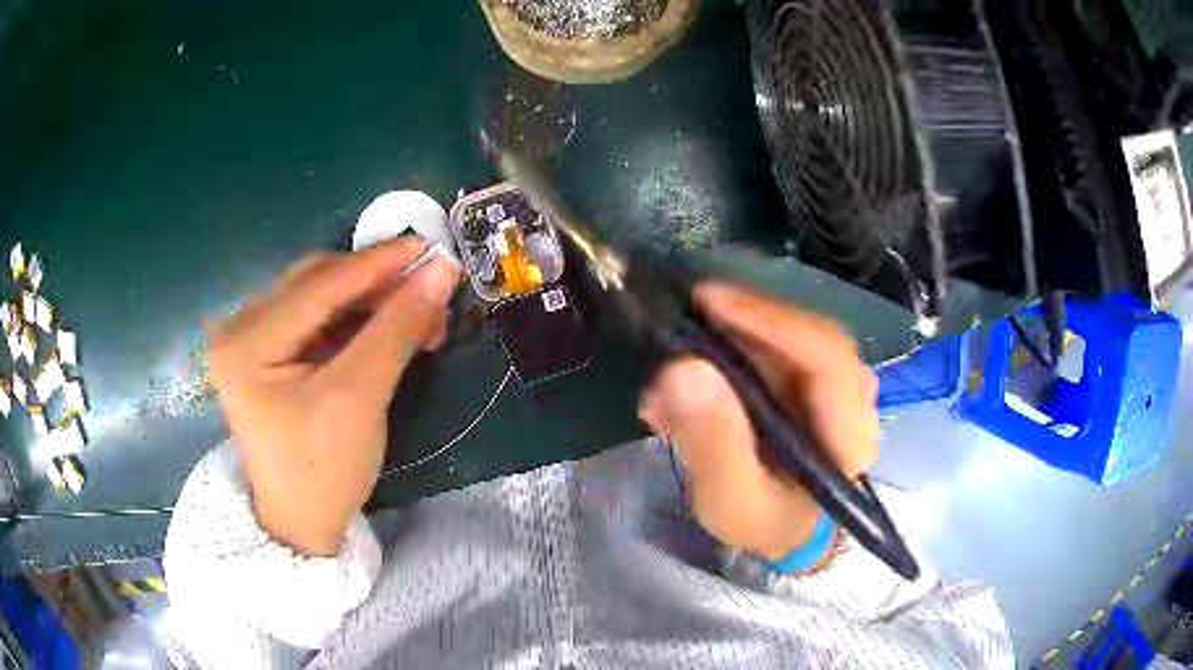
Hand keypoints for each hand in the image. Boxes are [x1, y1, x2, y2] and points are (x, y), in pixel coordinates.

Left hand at [207, 238, 459, 556]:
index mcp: (247, 341)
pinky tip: (391, 328)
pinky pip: (319, 321)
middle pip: (318, 283)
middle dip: (377, 284)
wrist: (302, 524)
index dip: (378, 262)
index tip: (431, 245)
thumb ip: (397, 329)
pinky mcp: (271, 353)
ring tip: (421, 316)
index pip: (319, 285)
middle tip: (431, 291)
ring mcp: (254, 339)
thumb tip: (441, 272)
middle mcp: (242, 328)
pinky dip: (358, 320)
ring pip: (322, 298)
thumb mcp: (359, 399)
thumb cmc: (322, 472)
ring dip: (372, 301)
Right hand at [638, 282, 878, 561]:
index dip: (773, 323)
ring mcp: (831, 384)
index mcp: (850, 431)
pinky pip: (771, 347)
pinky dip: (728, 351)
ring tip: (676, 365)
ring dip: (728, 338)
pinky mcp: (808, 380)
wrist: (782, 531)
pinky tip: (689, 378)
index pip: (828, 357)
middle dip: (744, 322)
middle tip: (686, 320)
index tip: (711, 304)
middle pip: (806, 334)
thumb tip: (683, 369)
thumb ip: (713, 443)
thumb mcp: (732, 501)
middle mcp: (851, 396)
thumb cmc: (765, 523)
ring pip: (785, 335)